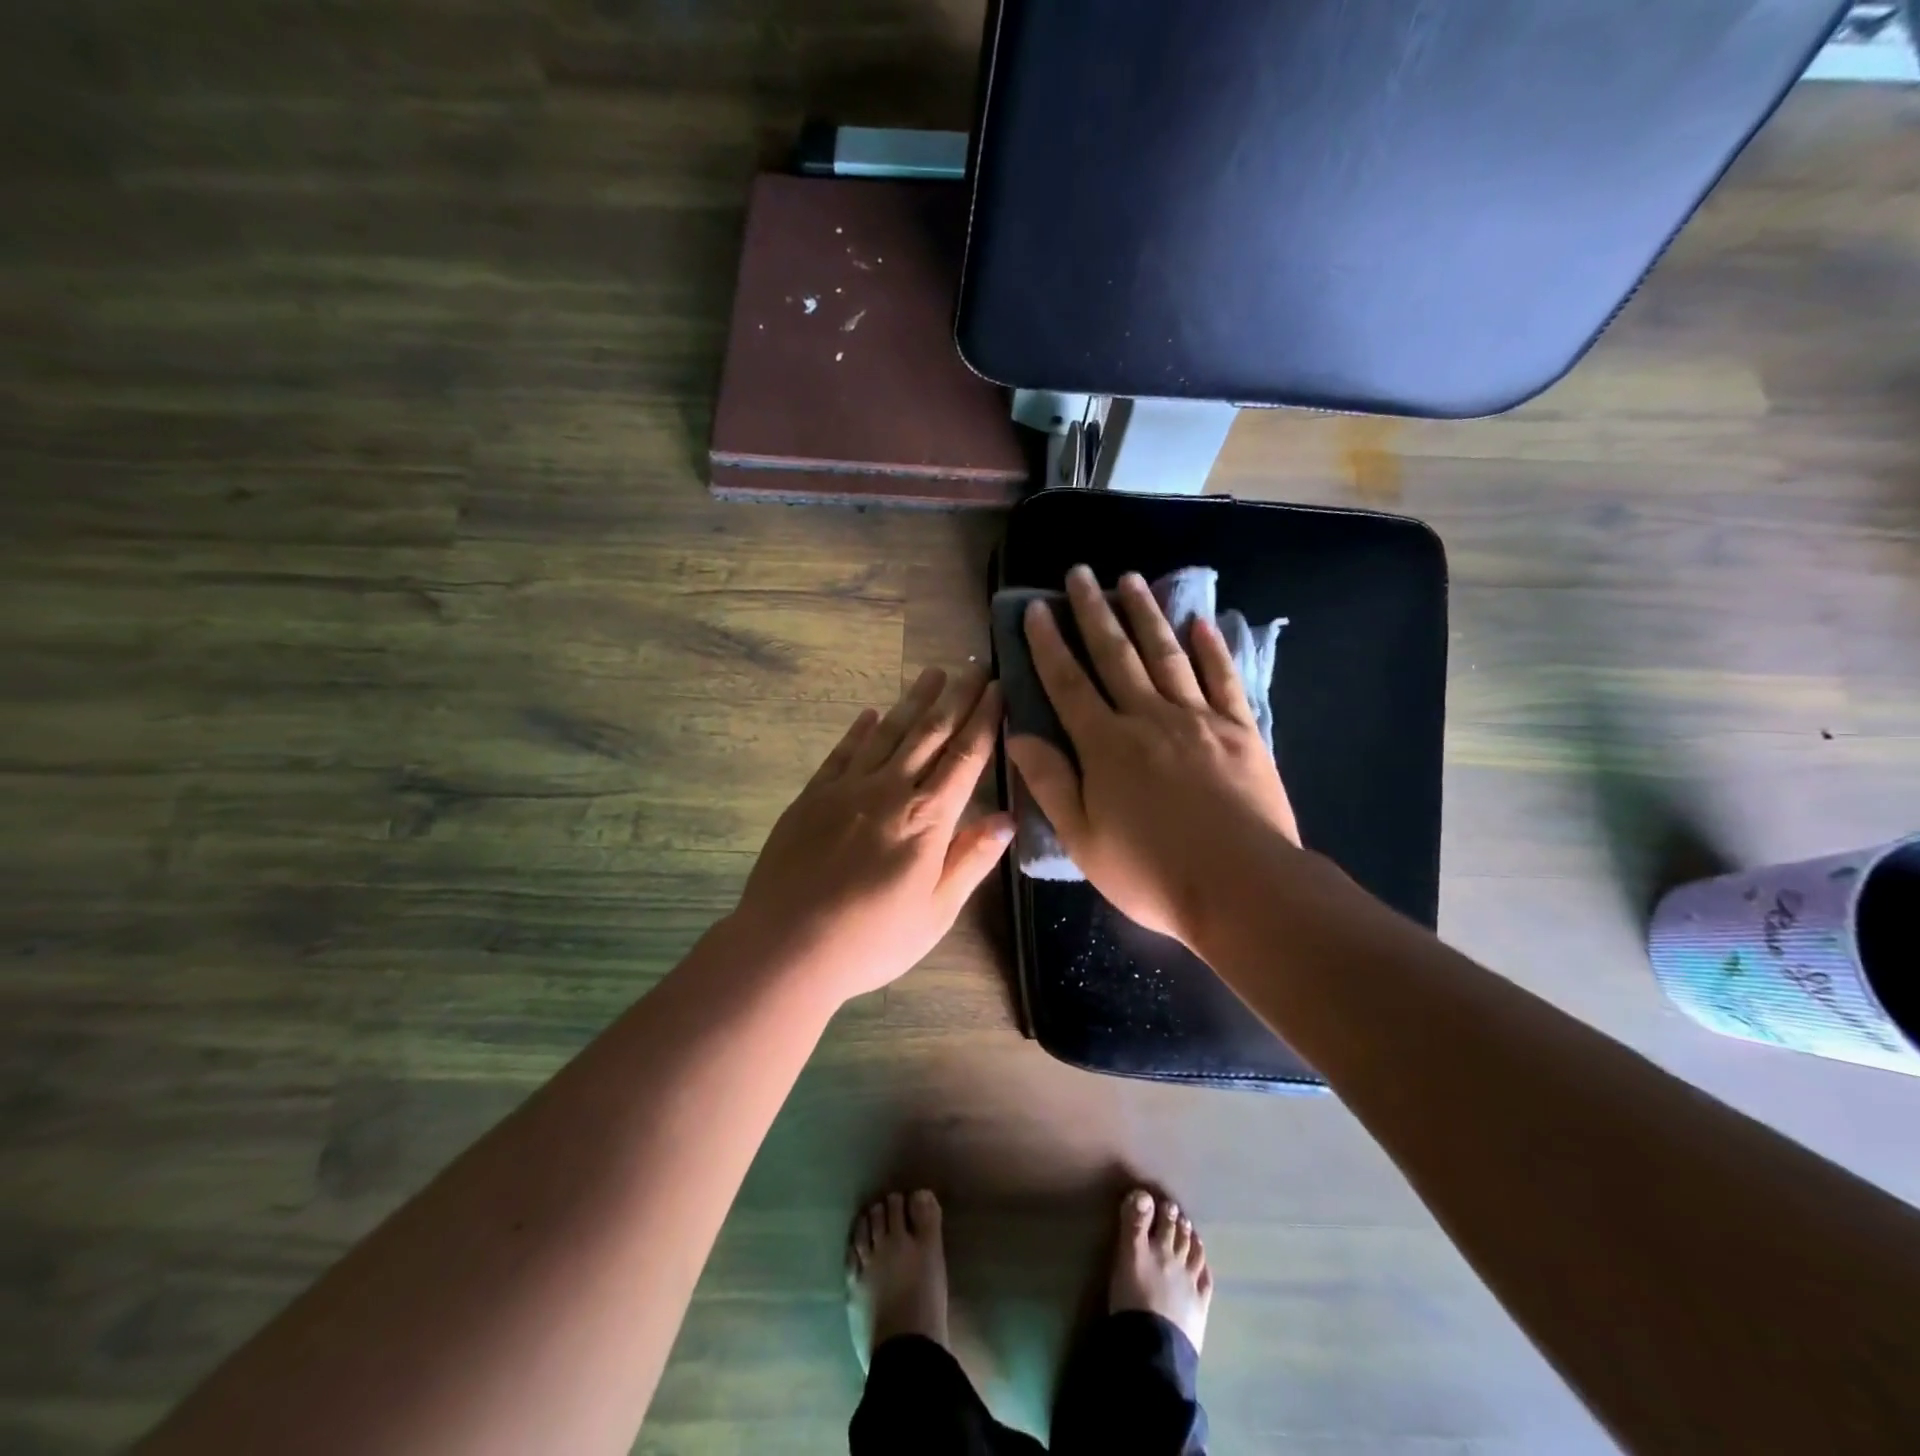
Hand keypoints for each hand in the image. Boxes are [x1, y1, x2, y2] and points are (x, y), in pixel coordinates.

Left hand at [729, 666, 1013, 1001]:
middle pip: (930, 734)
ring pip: (889, 733)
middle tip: (974, 668)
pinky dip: (860, 729)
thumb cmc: (871, 939)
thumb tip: (1007, 818)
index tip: (999, 690)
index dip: (984, 720)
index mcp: (927, 820)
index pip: (965, 758)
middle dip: (956, 698)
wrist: (786, 945)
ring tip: (931, 673)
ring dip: (913, 701)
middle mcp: (890, 791)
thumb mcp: (936, 912)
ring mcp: (847, 789)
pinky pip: (843, 752)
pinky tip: (871, 713)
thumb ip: (970, 860)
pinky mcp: (813, 796)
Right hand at [1005, 566, 1299, 944]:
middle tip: (1081, 572)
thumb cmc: (1151, 872)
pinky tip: (1200, 622)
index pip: (1069, 683)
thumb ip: (1050, 782)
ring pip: (1166, 655)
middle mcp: (1149, 718)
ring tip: (1130, 579)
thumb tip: (1017, 735)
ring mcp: (1199, 719)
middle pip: (1116, 654)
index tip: (1036, 608)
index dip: (1049, 644)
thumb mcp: (1083, 838)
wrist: (1241, 886)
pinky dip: (1212, 648)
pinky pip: (1224, 679)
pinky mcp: (1241, 730)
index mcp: (1106, 745)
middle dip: (1094, 611)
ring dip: (1146, 614)